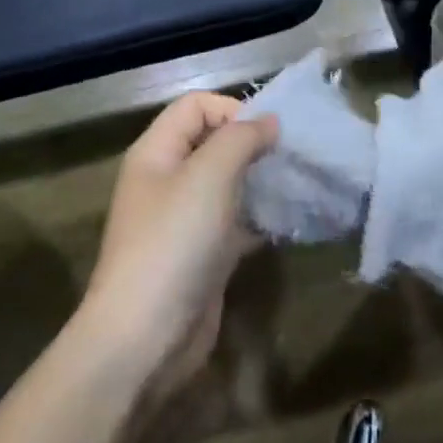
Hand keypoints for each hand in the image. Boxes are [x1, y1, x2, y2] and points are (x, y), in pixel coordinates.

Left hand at [82, 93, 276, 400]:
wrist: (146, 336)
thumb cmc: (174, 241)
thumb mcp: (209, 176)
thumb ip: (240, 139)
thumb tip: (268, 121)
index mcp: (156, 152)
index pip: (195, 106)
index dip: (232, 110)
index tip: (269, 133)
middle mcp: (167, 180)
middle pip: (212, 143)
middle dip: (251, 144)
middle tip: (291, 156)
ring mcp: (184, 220)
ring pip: (226, 184)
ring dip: (259, 181)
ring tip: (296, 184)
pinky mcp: (202, 255)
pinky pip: (234, 223)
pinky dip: (259, 218)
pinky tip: (287, 222)